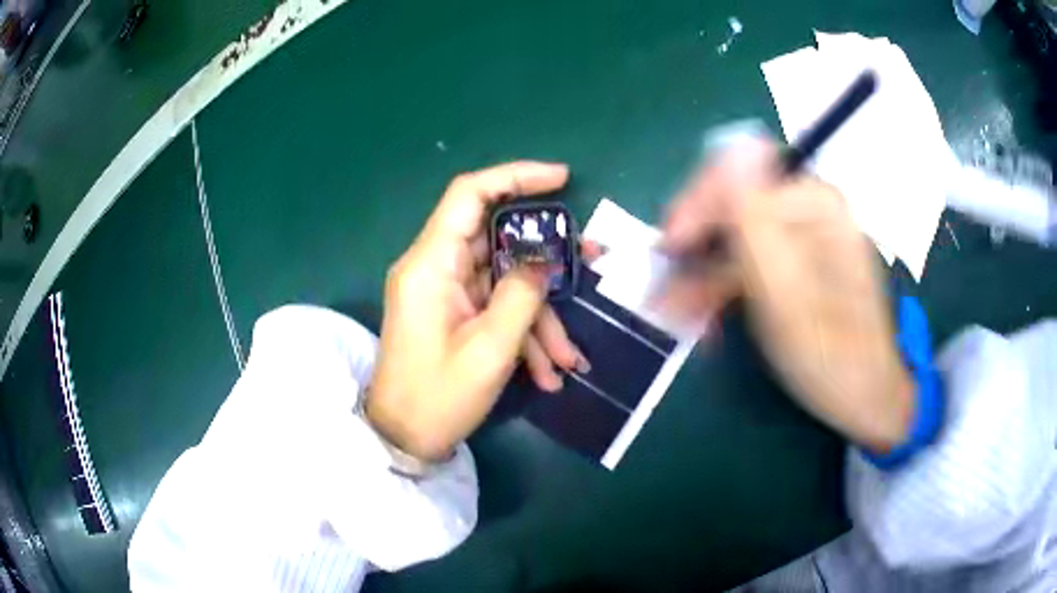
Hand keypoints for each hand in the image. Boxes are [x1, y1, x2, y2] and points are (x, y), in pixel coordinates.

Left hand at [368, 162, 588, 460]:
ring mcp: (443, 292)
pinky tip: (547, 372)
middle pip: (497, 241)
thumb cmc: (438, 397)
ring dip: (539, 317)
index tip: (561, 178)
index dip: (514, 176)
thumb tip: (542, 262)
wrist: (404, 439)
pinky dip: (522, 334)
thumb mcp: (490, 349)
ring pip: (503, 282)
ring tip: (569, 360)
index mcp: (431, 264)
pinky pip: (494, 308)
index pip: (470, 194)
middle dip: (546, 261)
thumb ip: (522, 295)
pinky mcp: (452, 313)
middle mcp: (434, 268)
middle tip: (591, 262)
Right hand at [661, 139, 913, 452]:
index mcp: (813, 203)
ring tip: (679, 317)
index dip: (698, 204)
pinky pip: (751, 262)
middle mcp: (810, 209)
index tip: (670, 249)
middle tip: (666, 294)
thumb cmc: (829, 353)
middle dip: (696, 249)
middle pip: (735, 206)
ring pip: (737, 238)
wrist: (865, 398)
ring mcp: (806, 237)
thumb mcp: (788, 289)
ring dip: (703, 276)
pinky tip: (708, 318)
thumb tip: (733, 142)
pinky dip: (724, 289)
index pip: (739, 172)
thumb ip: (757, 216)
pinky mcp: (800, 264)